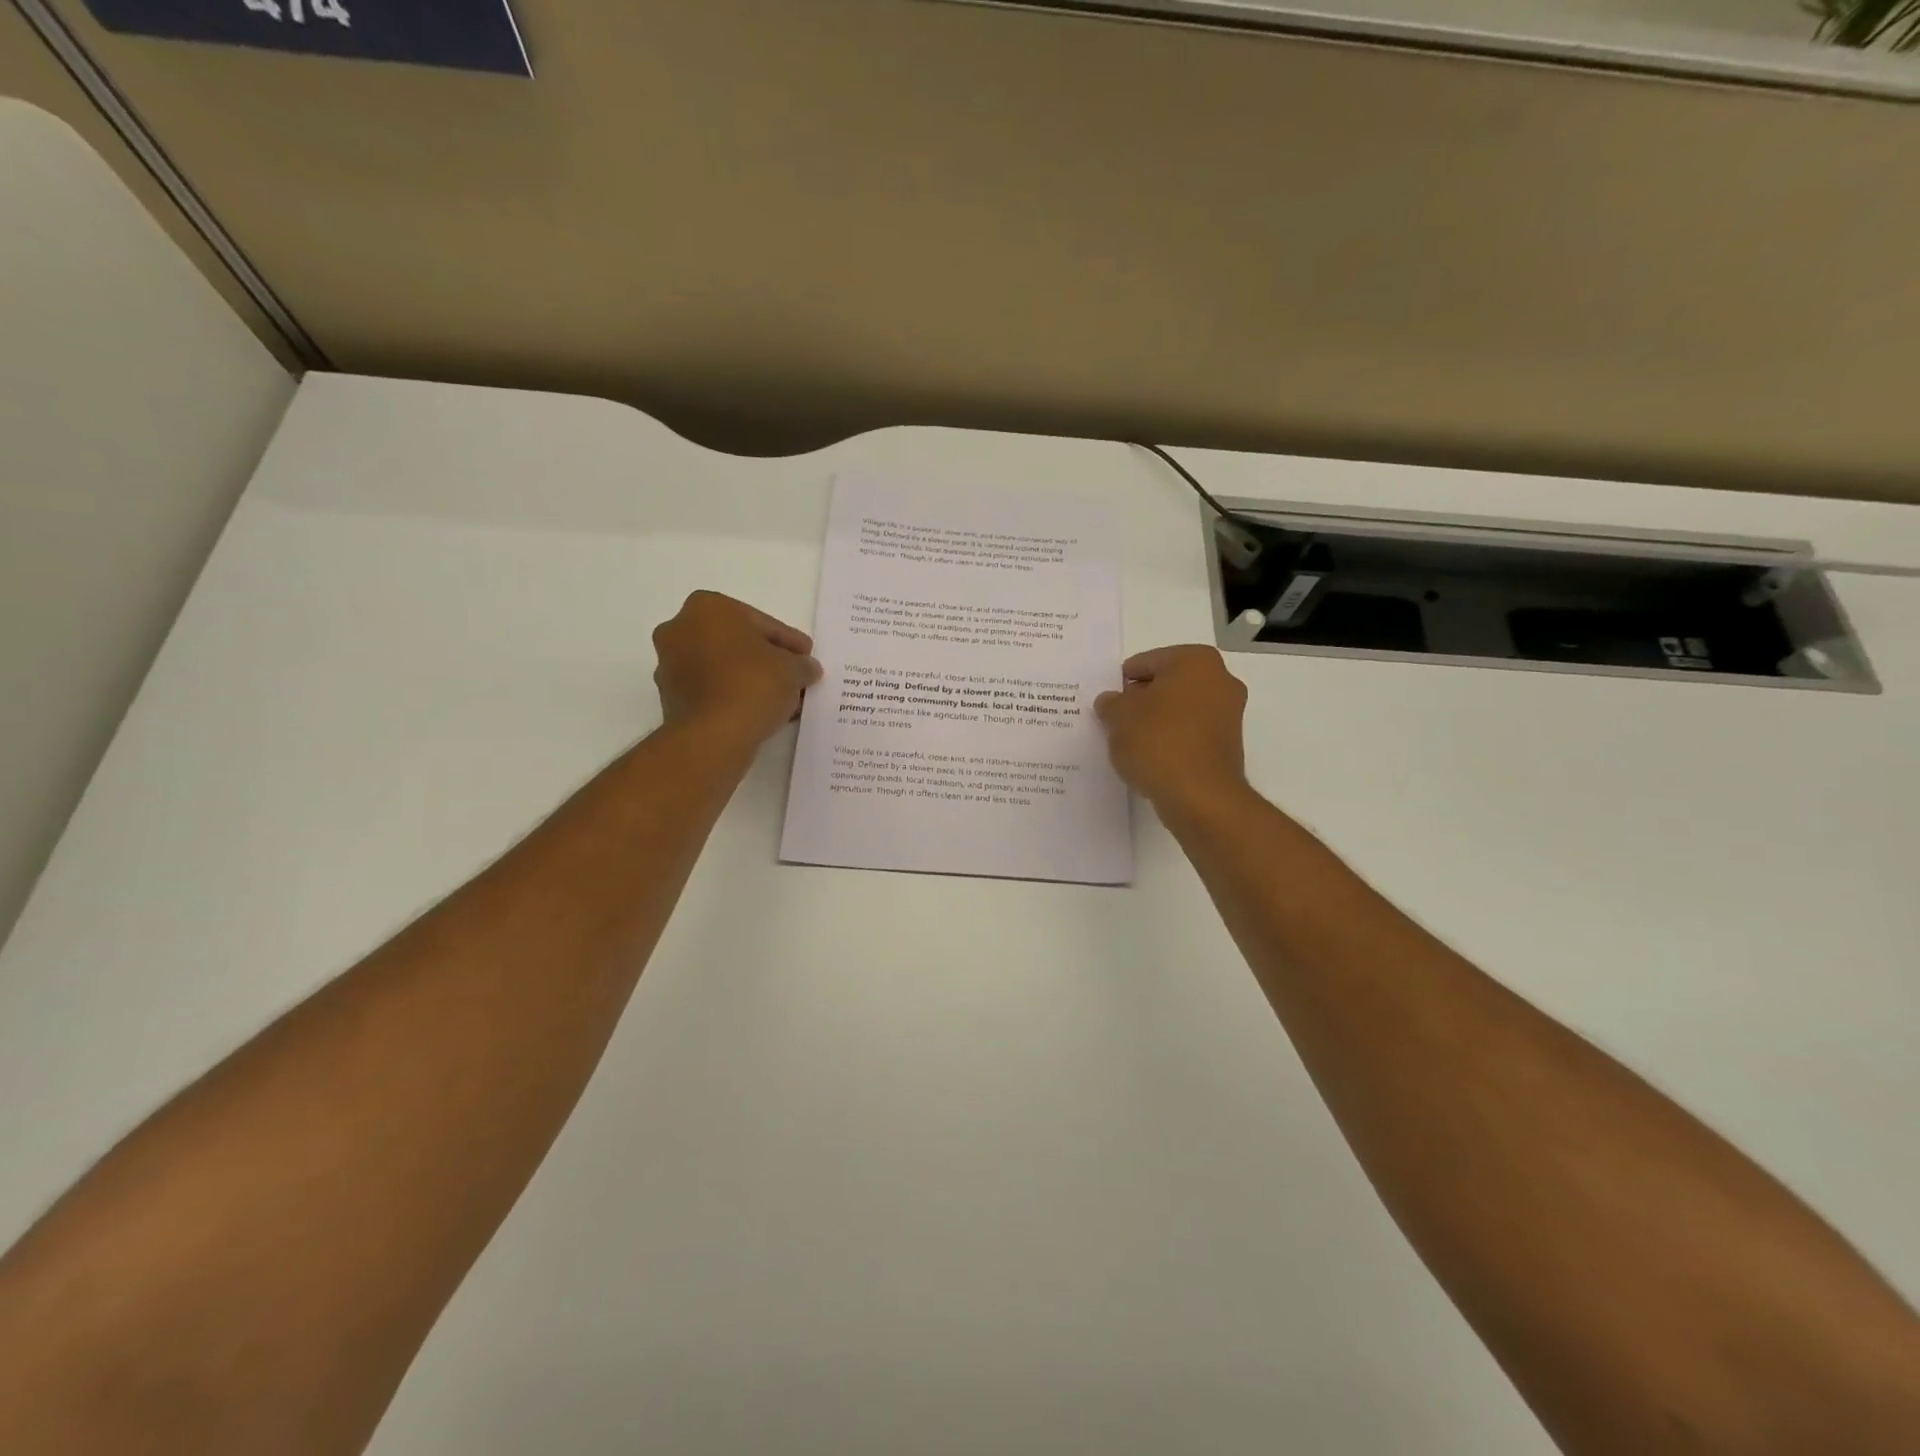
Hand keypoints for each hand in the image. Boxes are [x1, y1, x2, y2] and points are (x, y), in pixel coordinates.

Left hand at [652, 592, 821, 747]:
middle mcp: (680, 629)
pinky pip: (712, 690)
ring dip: (750, 679)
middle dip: (766, 659)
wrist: (713, 736)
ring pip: (723, 667)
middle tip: (794, 676)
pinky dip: (734, 696)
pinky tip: (760, 711)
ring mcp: (669, 665)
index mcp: (707, 607)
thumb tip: (805, 668)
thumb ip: (802, 663)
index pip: (761, 623)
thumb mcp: (793, 669)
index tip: (806, 657)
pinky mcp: (670, 698)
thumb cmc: (752, 684)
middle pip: (737, 643)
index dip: (789, 641)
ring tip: (782, 699)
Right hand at [1095, 646, 1249, 818]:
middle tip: (1116, 717)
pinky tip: (1151, 756)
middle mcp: (1220, 679)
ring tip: (1130, 740)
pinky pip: (1191, 732)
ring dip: (1157, 719)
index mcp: (1195, 660)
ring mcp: (1229, 713)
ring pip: (1181, 708)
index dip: (1124, 680)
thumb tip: (1111, 702)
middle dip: (1143, 698)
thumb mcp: (1118, 717)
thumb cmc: (1157, 741)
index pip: (1148, 661)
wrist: (1200, 796)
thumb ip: (1111, 703)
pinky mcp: (1229, 744)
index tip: (1109, 700)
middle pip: (1168, 683)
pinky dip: (1171, 738)